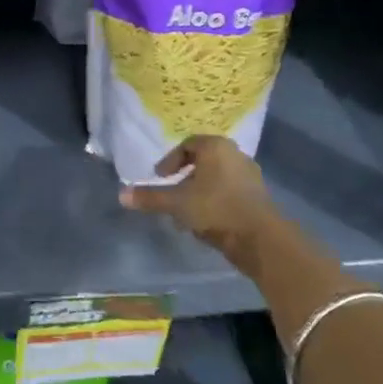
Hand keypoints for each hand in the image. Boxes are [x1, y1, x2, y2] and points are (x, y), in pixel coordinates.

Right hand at [118, 135, 279, 260]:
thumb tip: (121, 195)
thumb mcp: (177, 203)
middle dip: (185, 178)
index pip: (187, 145)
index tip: (160, 177)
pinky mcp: (258, 196)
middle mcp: (235, 154)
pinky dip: (215, 202)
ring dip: (199, 192)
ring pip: (216, 179)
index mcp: (215, 147)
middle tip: (172, 193)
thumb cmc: (215, 208)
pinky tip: (206, 222)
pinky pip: (229, 192)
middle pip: (203, 161)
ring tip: (186, 213)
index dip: (170, 161)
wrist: (260, 238)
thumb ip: (150, 198)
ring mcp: (250, 175)